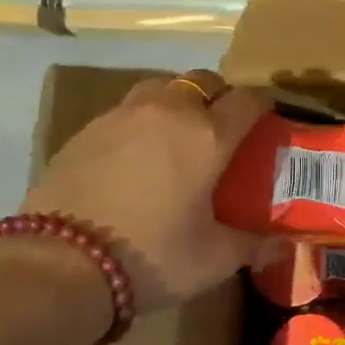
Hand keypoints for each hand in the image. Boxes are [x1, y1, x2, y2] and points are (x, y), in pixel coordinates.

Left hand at [20, 70, 271, 312]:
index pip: (247, 100)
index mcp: (209, 135)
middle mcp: (169, 112)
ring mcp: (121, 116)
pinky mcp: (84, 131)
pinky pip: (124, 112)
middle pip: (203, 80)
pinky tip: (135, 158)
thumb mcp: (214, 259)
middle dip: (218, 97)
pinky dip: (140, 124)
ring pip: (160, 88)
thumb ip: (254, 245)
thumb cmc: (153, 255)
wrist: (60, 264)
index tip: (265, 124)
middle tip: (221, 130)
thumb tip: (284, 246)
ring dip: (176, 102)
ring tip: (176, 137)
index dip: (262, 108)